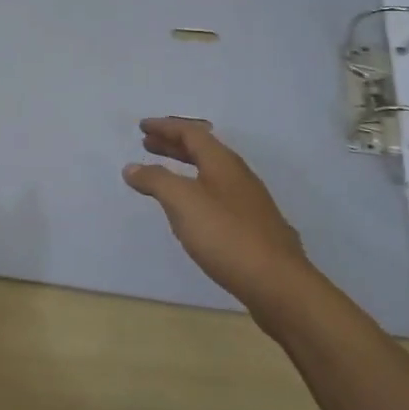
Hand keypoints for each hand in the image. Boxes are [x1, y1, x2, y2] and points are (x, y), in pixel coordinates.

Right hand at [123, 117, 316, 318]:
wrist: (277, 283)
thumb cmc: (226, 235)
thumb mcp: (183, 203)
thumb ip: (156, 181)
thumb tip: (132, 167)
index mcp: (222, 162)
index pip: (191, 133)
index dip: (165, 127)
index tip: (142, 126)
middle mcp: (238, 175)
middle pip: (202, 150)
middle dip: (173, 144)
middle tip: (148, 144)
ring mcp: (248, 201)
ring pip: (211, 172)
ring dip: (184, 167)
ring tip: (163, 175)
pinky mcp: (252, 226)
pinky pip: (217, 194)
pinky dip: (196, 189)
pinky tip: (191, 210)